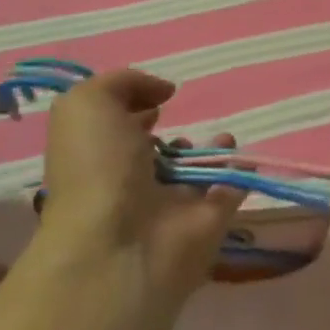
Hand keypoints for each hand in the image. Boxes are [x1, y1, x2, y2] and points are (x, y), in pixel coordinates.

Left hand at [40, 68, 242, 305]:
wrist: (120, 245)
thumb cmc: (96, 169)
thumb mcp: (87, 105)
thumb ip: (121, 83)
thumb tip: (162, 92)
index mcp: (98, 157)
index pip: (116, 129)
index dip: (135, 107)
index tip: (158, 96)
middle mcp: (131, 182)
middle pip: (156, 153)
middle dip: (172, 132)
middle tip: (183, 118)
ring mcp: (171, 206)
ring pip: (196, 171)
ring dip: (212, 150)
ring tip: (219, 137)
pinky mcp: (208, 222)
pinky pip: (230, 190)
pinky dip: (240, 173)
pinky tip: (242, 156)